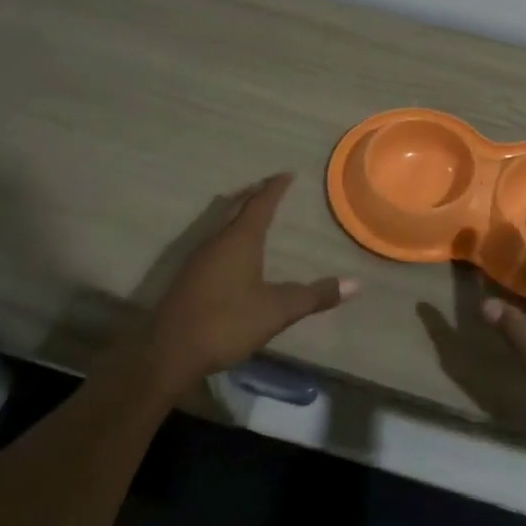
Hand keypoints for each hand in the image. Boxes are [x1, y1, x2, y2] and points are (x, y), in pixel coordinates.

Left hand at [145, 173, 358, 394]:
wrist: (169, 351)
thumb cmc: (226, 323)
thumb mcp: (277, 310)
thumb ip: (315, 296)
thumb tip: (356, 284)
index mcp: (240, 239)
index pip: (261, 203)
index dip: (275, 188)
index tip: (287, 174)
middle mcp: (217, 239)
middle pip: (236, 205)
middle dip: (254, 194)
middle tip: (271, 186)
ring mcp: (198, 256)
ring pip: (221, 221)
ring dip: (238, 211)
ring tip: (252, 210)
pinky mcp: (188, 275)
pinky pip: (213, 239)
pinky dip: (227, 231)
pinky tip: (231, 250)